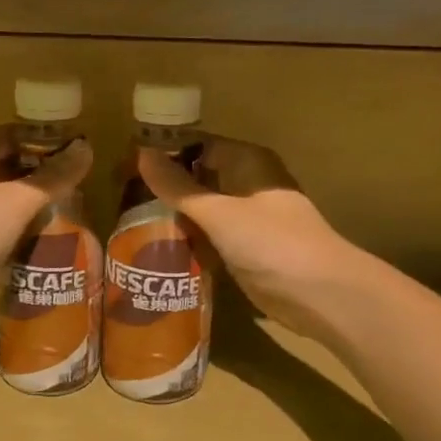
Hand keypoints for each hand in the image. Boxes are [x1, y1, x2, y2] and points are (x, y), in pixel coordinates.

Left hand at [0, 126, 92, 336]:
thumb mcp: (16, 200)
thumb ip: (52, 177)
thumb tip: (86, 149)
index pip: (11, 135)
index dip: (45, 140)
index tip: (79, 151)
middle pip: (8, 167)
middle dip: (42, 175)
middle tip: (80, 183)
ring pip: (4, 201)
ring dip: (33, 205)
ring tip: (72, 210)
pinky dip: (20, 231)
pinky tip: (47, 239)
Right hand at [138, 137, 372, 343]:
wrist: (320, 294)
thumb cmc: (272, 242)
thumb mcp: (219, 212)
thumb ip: (178, 187)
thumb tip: (141, 155)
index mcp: (247, 162)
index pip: (196, 145)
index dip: (162, 153)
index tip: (124, 167)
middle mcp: (248, 183)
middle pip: (198, 176)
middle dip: (164, 186)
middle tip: (120, 198)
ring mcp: (248, 218)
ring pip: (203, 209)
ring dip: (175, 215)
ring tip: (130, 223)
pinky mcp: (246, 249)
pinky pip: (210, 236)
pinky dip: (189, 239)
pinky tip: (159, 249)